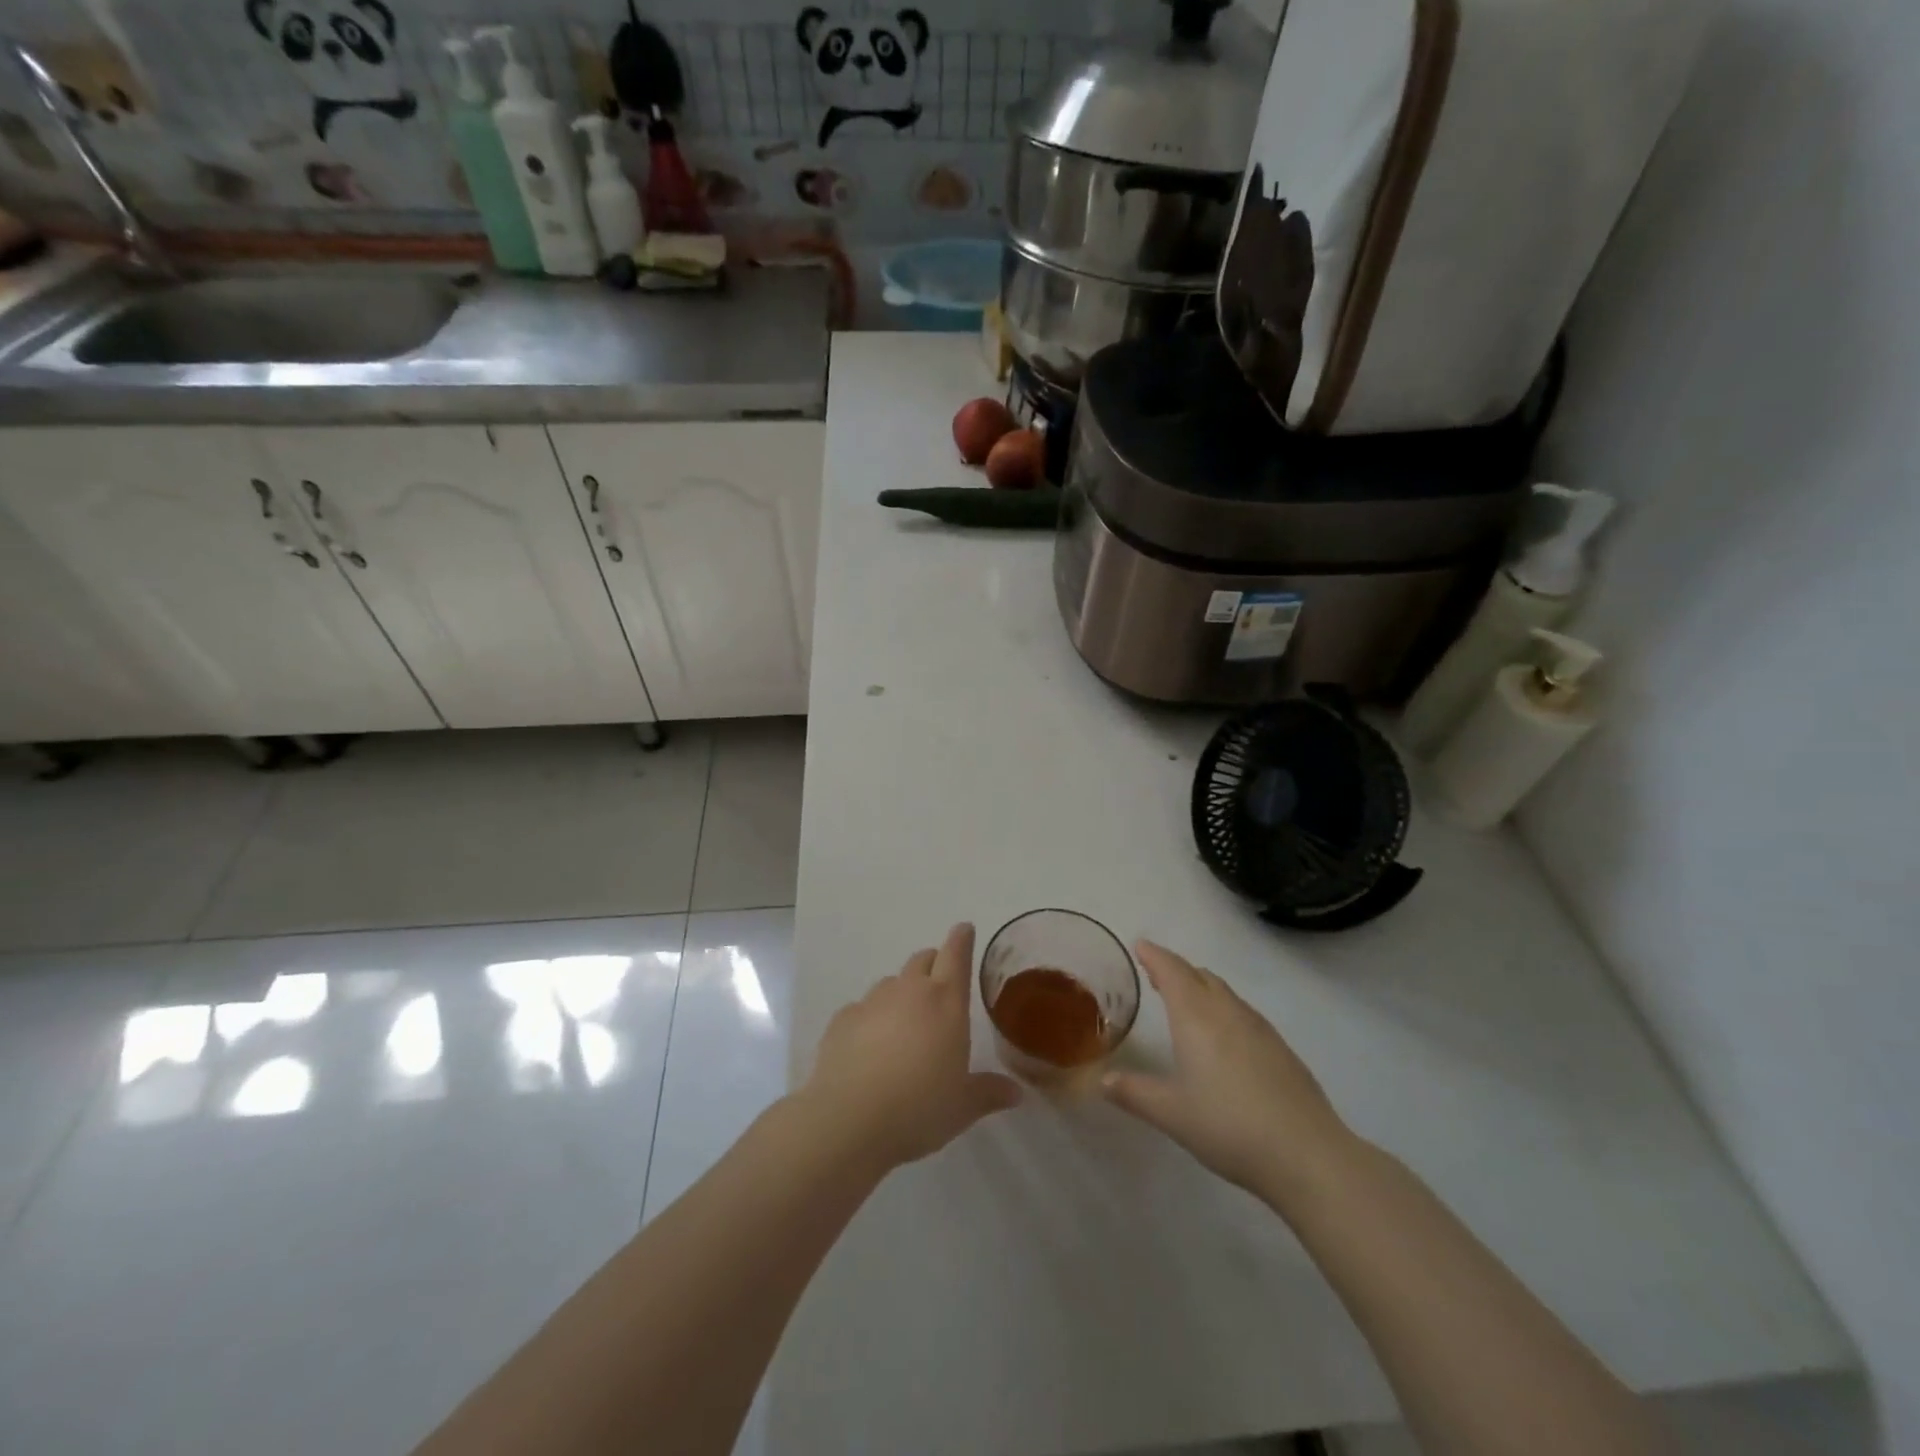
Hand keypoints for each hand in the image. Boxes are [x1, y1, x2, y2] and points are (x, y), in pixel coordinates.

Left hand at [802, 924, 1021, 1170]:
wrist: (849, 1119)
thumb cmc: (919, 1109)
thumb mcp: (962, 1107)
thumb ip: (989, 1093)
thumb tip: (1015, 1092)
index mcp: (945, 1002)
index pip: (956, 955)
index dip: (961, 938)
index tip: (964, 928)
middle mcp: (909, 991)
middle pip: (923, 960)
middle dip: (933, 964)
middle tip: (939, 985)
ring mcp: (872, 1002)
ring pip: (891, 982)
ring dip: (901, 993)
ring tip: (904, 1024)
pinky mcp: (842, 1019)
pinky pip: (862, 1008)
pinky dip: (871, 1018)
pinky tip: (870, 1047)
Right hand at [1102, 941, 1355, 1201]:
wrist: (1307, 1154)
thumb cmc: (1229, 1126)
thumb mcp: (1171, 1113)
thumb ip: (1134, 1092)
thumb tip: (1102, 1079)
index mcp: (1196, 1018)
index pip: (1172, 971)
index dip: (1154, 956)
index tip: (1140, 945)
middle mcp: (1227, 1012)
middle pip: (1199, 976)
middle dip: (1176, 969)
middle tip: (1156, 974)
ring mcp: (1260, 1028)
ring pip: (1224, 992)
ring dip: (1201, 987)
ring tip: (1186, 999)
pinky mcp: (1281, 1049)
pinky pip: (1243, 1012)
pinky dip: (1223, 1008)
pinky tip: (1224, 1036)